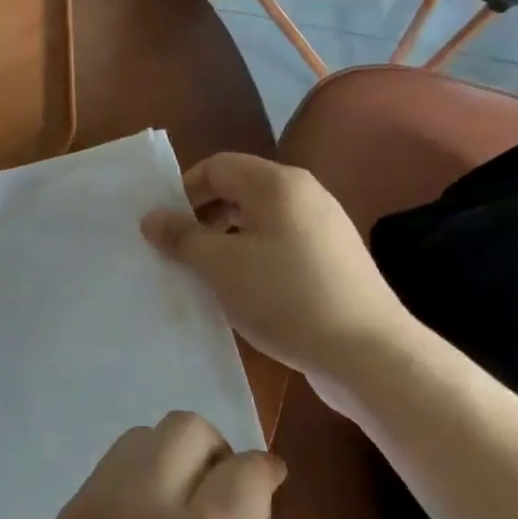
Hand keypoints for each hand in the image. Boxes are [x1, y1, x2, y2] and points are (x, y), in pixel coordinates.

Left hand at [21, 412, 283, 518]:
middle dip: (216, 451)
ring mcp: (94, 507)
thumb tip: (255, 498)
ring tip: (178, 508)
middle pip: (185, 428)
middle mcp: (143, 507)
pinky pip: (110, 470)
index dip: (266, 471)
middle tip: (223, 494)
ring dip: (171, 459)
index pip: (244, 467)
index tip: (270, 485)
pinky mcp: (64, 517)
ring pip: (141, 438)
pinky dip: (136, 481)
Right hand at [141, 152, 413, 382]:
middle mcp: (304, 195)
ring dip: (224, 241)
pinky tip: (242, 293)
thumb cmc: (285, 296)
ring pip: (258, 221)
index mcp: (277, 184)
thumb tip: (151, 216)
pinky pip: (279, 245)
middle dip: (202, 217)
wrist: (366, 352)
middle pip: (239, 191)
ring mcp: (323, 228)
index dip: (183, 191)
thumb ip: (182, 237)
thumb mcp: (220, 265)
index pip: (217, 166)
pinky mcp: (332, 260)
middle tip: (179, 253)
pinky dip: (252, 258)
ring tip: (206, 276)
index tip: (164, 228)